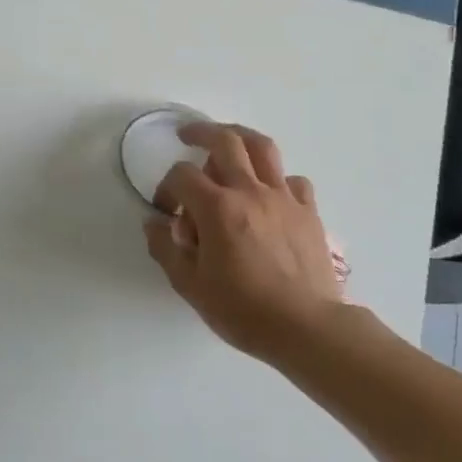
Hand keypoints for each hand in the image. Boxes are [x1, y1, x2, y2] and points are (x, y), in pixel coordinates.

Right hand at [143, 121, 358, 367]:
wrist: (307, 328)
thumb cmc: (243, 310)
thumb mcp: (190, 286)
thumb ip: (165, 248)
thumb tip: (153, 223)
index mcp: (217, 208)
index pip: (181, 175)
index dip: (166, 188)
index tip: (166, 212)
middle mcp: (250, 192)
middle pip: (224, 141)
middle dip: (200, 133)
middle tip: (186, 136)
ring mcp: (283, 198)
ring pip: (262, 148)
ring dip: (240, 138)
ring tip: (227, 142)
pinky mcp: (308, 211)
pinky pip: (291, 180)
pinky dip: (275, 178)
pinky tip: (267, 193)